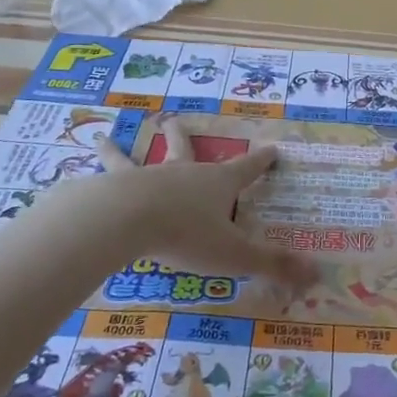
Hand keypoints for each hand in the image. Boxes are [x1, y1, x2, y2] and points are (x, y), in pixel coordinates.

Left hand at [82, 118, 317, 292]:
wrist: (129, 219)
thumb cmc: (186, 234)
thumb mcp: (234, 254)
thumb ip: (272, 265)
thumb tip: (317, 275)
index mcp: (217, 184)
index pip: (247, 169)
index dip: (262, 161)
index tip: (272, 148)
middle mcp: (183, 173)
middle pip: (185, 148)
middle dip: (182, 137)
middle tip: (174, 121)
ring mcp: (147, 177)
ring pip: (135, 158)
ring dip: (121, 149)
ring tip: (104, 137)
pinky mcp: (114, 188)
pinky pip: (103, 177)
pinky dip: (94, 169)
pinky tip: (79, 168)